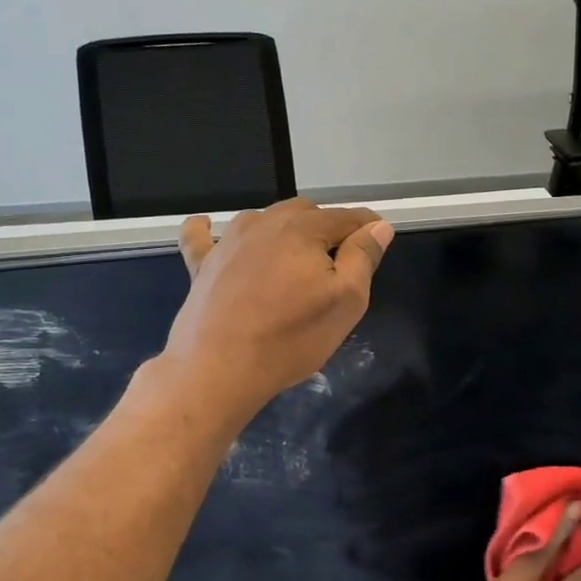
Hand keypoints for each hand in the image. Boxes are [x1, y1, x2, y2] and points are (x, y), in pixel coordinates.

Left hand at [165, 197, 392, 417]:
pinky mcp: (202, 263)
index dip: (368, 227)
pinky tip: (210, 228)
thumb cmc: (291, 337)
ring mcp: (228, 241)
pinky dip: (210, 230)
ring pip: (264, 220)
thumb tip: (378, 226)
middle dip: (326, 228)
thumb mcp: (346, 301)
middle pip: (306, 212)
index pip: (347, 217)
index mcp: (304, 229)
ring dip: (283, 230)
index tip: (378, 241)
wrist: (218, 368)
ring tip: (292, 259)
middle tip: (337, 263)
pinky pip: (203, 235)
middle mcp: (265, 223)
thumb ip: (363, 257)